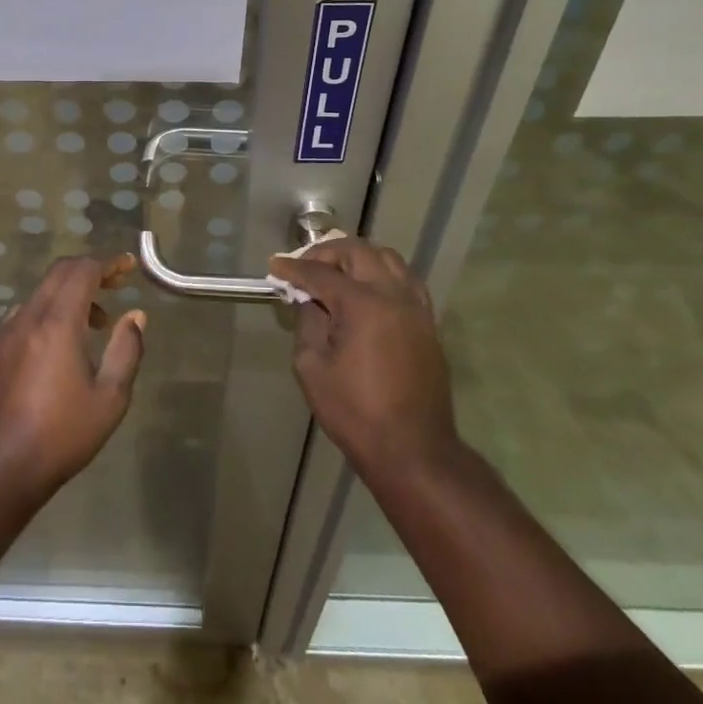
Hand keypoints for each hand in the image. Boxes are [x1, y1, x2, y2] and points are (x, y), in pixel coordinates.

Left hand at [0, 254, 144, 500]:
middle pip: (59, 273)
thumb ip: (126, 350)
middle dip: (90, 271)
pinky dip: (49, 313)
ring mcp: (4, 334)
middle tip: (116, 284)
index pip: (82, 270)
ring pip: (40, 294)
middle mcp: (27, 317)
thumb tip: (135, 316)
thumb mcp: (109, 398)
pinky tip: (59, 347)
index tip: (128, 266)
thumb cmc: (61, 435)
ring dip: (70, 295)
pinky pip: (24, 316)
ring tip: (95, 324)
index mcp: (57, 322)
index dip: (108, 262)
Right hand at [269, 238, 455, 475]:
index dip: (294, 268)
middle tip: (304, 268)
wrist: (413, 450)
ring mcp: (416, 308)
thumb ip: (308, 323)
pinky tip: (366, 292)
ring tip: (336, 275)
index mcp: (363, 305)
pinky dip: (382, 275)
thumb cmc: (355, 412)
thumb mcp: (312, 367)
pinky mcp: (428, 324)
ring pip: (388, 260)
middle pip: (359, 252)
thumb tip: (310, 300)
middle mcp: (394, 296)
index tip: (274, 267)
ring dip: (358, 259)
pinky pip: (406, 281)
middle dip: (327, 254)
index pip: (322, 273)